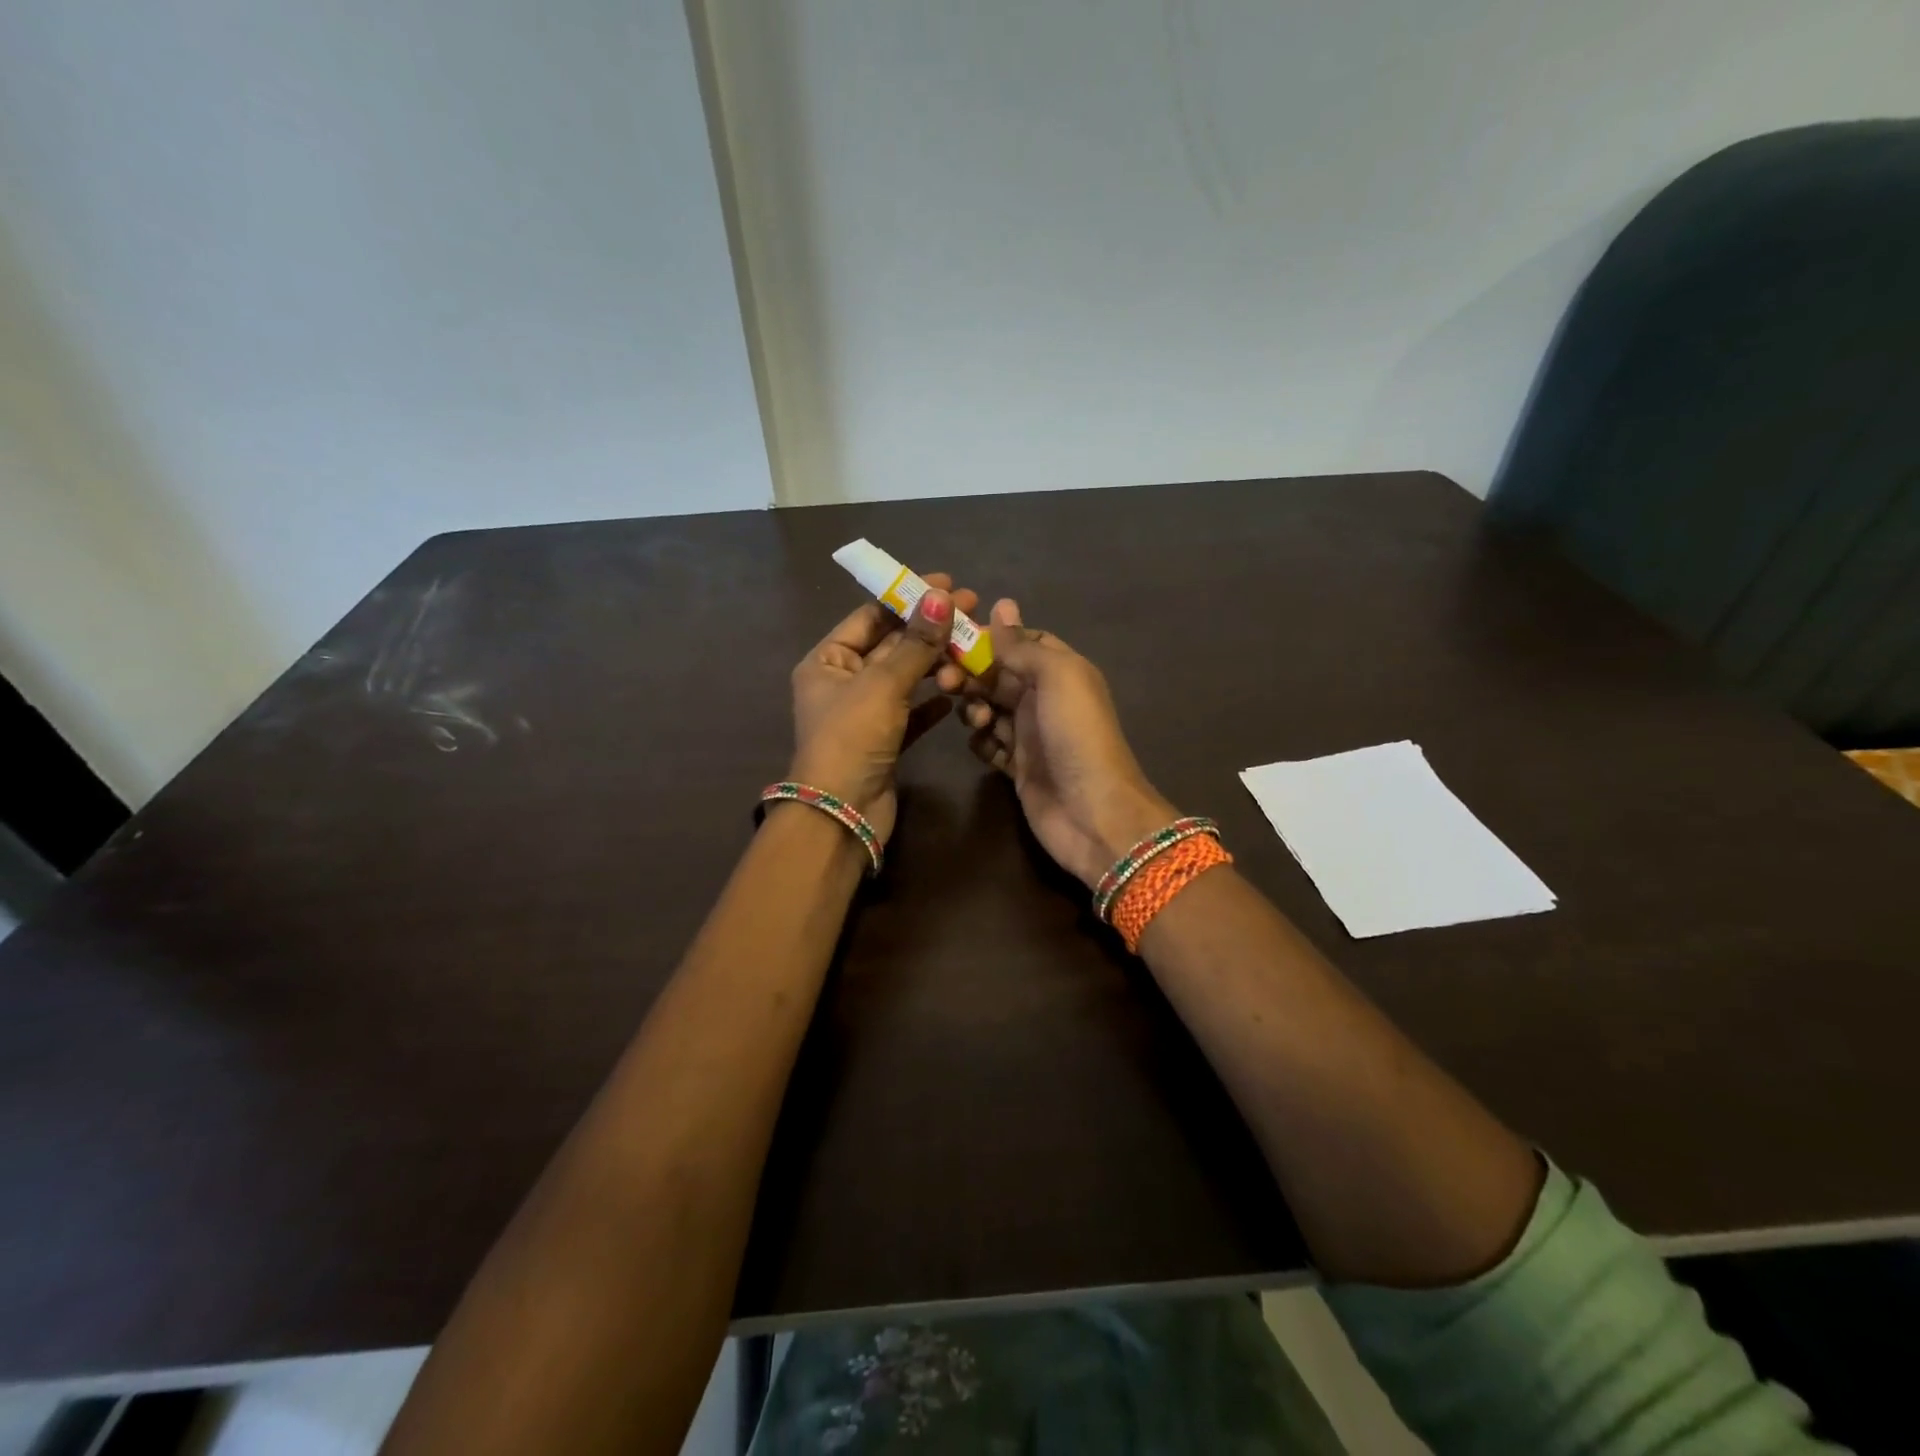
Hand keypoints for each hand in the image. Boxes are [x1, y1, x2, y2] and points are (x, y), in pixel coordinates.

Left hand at [789, 574, 977, 843]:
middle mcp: (844, 683)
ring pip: (905, 678)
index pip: (870, 617)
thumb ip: (915, 643)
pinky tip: (958, 693)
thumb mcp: (883, 684)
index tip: (947, 584)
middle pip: (891, 645)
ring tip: (972, 648)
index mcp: (827, 662)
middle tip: (973, 610)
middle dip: (929, 628)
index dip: (907, 598)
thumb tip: (942, 597)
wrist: (843, 815)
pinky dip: (932, 702)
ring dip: (935, 663)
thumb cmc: (852, 739)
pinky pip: (912, 712)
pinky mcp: (885, 741)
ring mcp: (865, 714)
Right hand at [961, 600, 1178, 886]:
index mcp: (1061, 670)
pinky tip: (982, 744)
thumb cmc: (1076, 735)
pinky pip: (989, 745)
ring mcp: (1031, 735)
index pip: (1021, 642)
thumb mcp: (1057, 676)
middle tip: (946, 682)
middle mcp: (1045, 699)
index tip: (955, 639)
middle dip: (971, 674)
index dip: (990, 638)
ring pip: (989, 708)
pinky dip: (981, 741)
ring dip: (974, 708)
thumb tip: (1002, 605)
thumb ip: (1024, 645)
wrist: (1093, 814)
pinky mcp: (1018, 768)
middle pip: (998, 674)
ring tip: (977, 720)